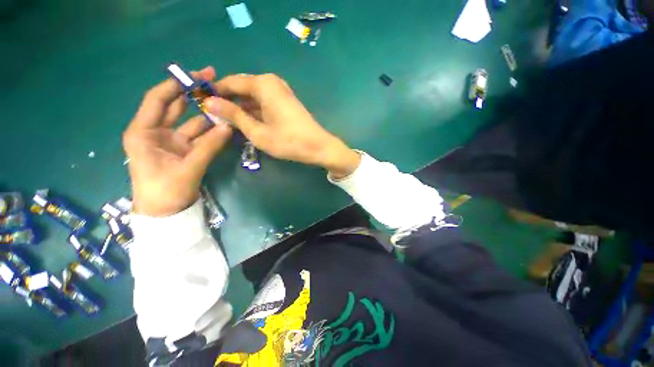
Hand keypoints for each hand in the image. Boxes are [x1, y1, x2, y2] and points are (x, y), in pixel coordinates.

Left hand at [123, 67, 232, 216]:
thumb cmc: (165, 192)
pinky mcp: (184, 150)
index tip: (197, 75)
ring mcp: (172, 142)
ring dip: (206, 113)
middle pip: (174, 106)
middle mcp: (156, 132)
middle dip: (191, 92)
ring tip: (223, 102)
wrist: (166, 214)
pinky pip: (199, 136)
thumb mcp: (187, 169)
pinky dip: (211, 130)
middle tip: (212, 80)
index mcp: (143, 132)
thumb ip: (209, 147)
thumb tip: (229, 126)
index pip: (158, 100)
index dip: (176, 85)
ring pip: (190, 121)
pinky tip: (224, 124)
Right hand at [204, 74, 360, 178]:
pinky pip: (263, 102)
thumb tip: (209, 102)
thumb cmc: (288, 141)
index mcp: (262, 84)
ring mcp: (280, 92)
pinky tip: (246, 123)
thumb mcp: (257, 131)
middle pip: (242, 88)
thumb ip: (233, 115)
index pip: (230, 82)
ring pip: (253, 96)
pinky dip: (254, 111)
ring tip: (227, 122)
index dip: (214, 92)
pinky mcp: (285, 102)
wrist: (318, 147)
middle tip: (213, 116)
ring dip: (241, 108)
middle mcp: (271, 82)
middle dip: (228, 101)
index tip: (200, 103)